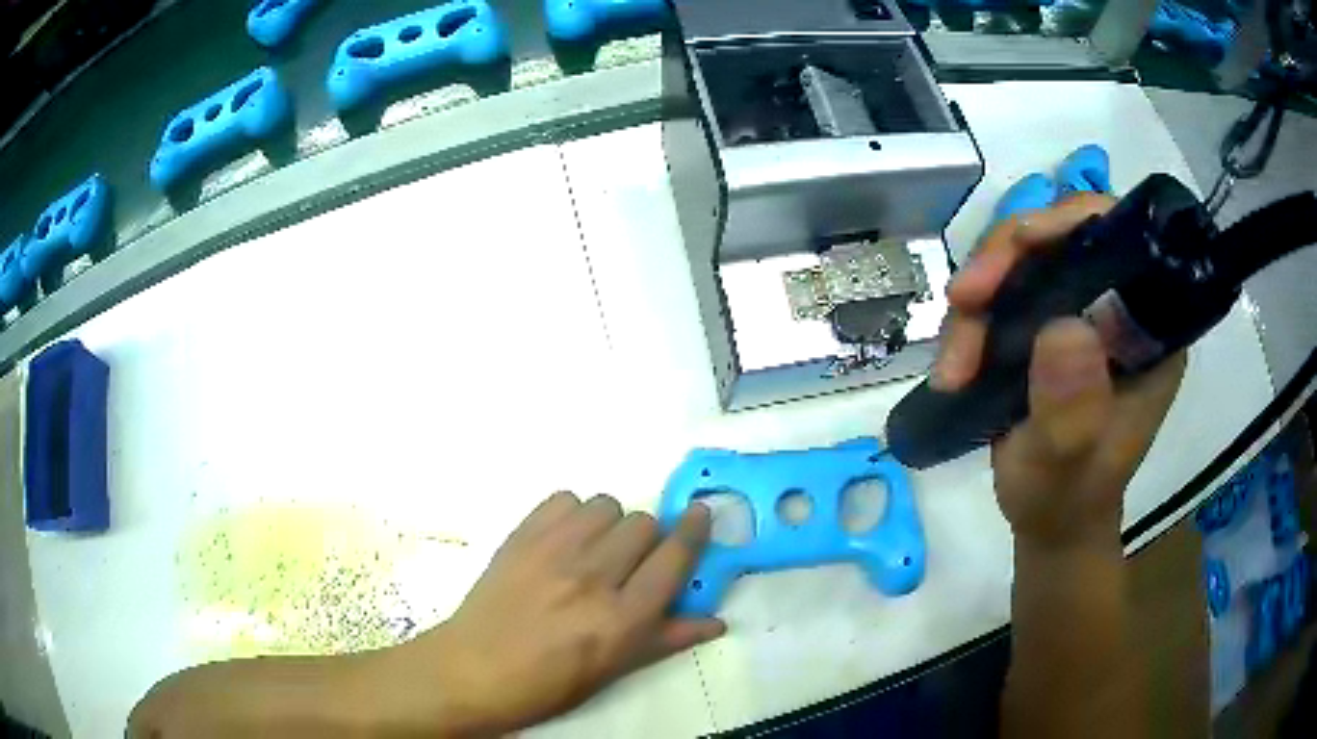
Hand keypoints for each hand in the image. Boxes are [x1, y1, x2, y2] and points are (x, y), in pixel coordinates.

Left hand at [382, 492, 724, 735]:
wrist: (474, 669)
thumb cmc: (548, 683)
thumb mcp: (614, 671)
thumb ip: (667, 639)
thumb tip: (717, 621)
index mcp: (622, 619)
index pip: (674, 558)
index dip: (694, 531)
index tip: (700, 515)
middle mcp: (594, 577)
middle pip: (643, 524)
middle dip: (647, 539)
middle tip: (629, 561)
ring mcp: (554, 551)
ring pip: (607, 506)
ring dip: (610, 524)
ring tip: (594, 549)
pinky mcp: (522, 536)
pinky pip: (565, 499)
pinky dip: (573, 514)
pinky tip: (563, 540)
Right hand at [933, 195, 1185, 546]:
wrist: (1048, 523)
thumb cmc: (1067, 500)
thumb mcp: (1067, 464)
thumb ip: (1072, 410)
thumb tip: (1065, 328)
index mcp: (1149, 329)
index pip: (1121, 239)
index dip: (1071, 223)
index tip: (1020, 245)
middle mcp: (1119, 307)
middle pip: (1063, 238)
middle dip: (1007, 260)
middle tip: (963, 298)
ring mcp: (1081, 313)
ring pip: (1024, 262)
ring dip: (980, 299)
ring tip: (953, 363)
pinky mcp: (1048, 325)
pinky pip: (1005, 292)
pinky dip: (972, 320)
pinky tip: (954, 363)